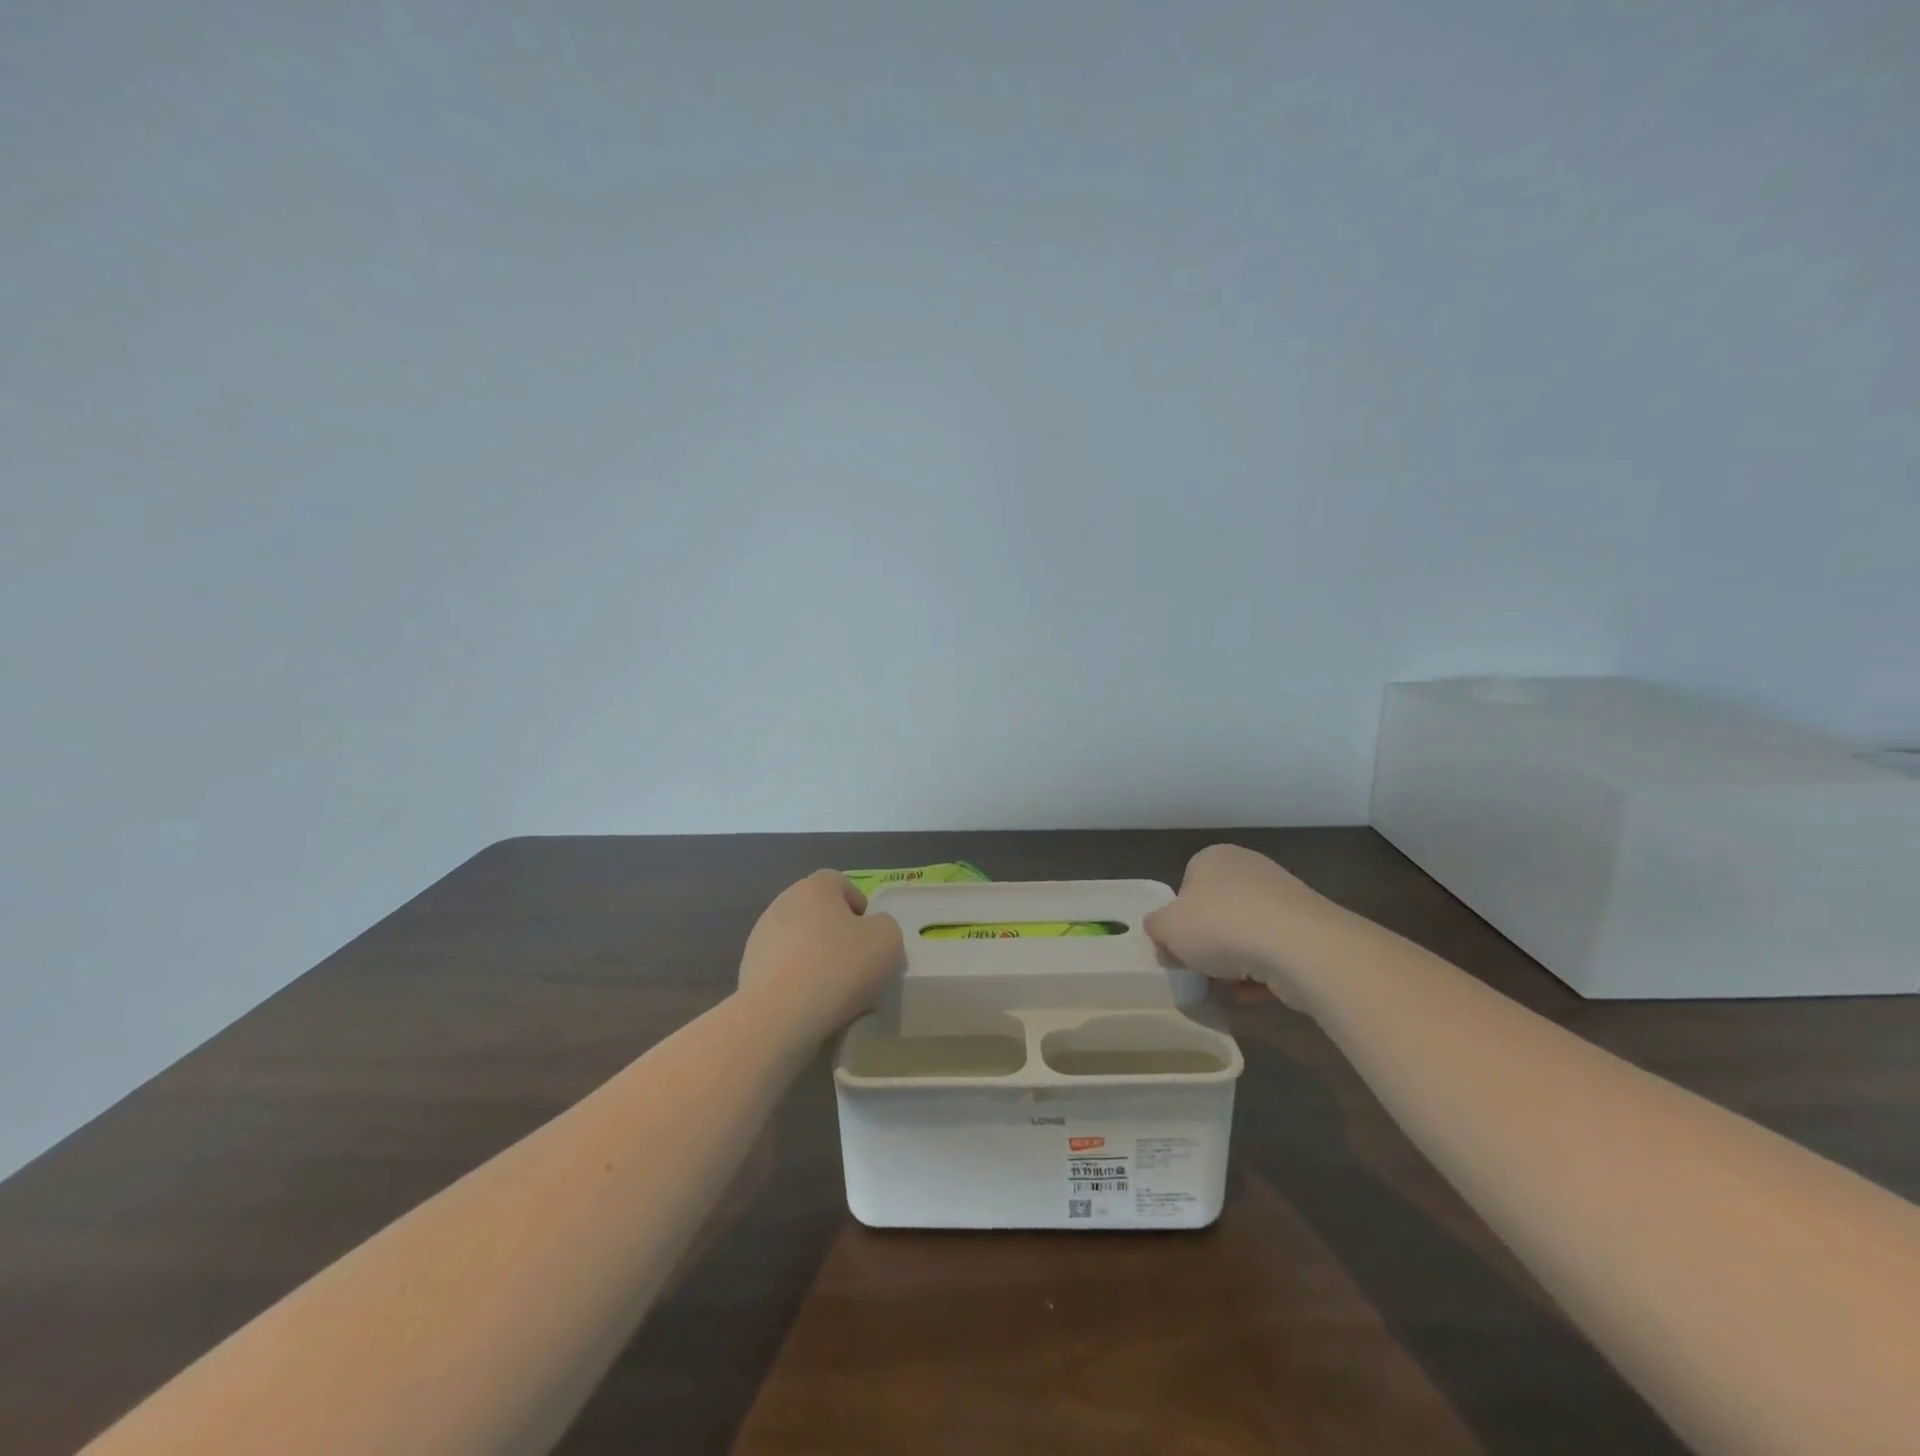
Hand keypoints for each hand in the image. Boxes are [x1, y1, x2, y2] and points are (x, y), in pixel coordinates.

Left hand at [738, 871, 905, 1037]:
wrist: (780, 1016)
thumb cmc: (839, 967)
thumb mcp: (888, 940)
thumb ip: (884, 926)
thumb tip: (871, 930)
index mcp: (814, 887)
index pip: (840, 883)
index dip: (859, 906)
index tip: (871, 936)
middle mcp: (783, 903)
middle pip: (818, 913)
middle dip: (837, 935)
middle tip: (856, 965)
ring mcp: (760, 938)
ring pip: (799, 943)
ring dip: (815, 959)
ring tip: (833, 992)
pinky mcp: (748, 971)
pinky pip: (783, 971)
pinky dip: (797, 982)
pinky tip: (809, 1006)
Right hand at [1144, 844, 1344, 1007]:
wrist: (1299, 947)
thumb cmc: (1221, 925)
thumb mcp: (1168, 928)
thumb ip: (1156, 927)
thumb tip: (1160, 931)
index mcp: (1214, 857)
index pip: (1187, 885)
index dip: (1178, 918)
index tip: (1177, 946)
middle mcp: (1249, 869)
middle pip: (1217, 910)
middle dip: (1208, 942)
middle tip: (1199, 967)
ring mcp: (1283, 898)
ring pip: (1246, 933)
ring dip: (1235, 961)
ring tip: (1227, 985)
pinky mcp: (1308, 929)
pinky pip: (1274, 953)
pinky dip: (1262, 973)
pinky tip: (1254, 992)